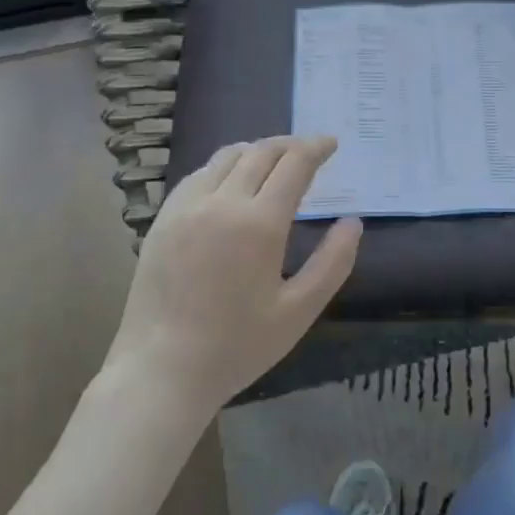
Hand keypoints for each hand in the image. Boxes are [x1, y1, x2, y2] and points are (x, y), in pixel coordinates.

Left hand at [103, 136, 361, 414]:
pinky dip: (223, 166)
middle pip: (261, 152)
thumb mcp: (298, 311)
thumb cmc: (237, 347)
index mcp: (259, 223)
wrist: (161, 371)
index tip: (331, 143)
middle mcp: (222, 202)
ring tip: (273, 160)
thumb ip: (332, 263)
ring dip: (256, 150)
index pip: (294, 164)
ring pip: (227, 156)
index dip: (316, 148)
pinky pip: (199, 174)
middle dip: (290, 145)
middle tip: (308, 151)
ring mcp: (187, 207)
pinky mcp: (164, 218)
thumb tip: (353, 222)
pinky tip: (230, 181)